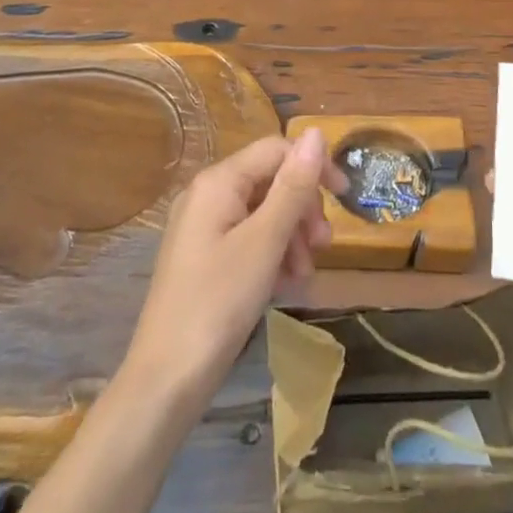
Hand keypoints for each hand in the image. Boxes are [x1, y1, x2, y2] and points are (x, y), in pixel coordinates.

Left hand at [123, 129, 346, 410]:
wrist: (167, 379)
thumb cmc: (219, 303)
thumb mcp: (264, 242)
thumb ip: (292, 186)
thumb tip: (316, 133)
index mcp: (218, 182)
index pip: (276, 150)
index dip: (313, 167)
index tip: (345, 198)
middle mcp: (208, 194)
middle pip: (270, 181)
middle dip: (302, 209)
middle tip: (322, 247)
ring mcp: (203, 227)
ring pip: (263, 213)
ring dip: (291, 236)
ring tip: (303, 274)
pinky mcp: (205, 257)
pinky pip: (249, 239)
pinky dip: (272, 255)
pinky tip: (284, 285)